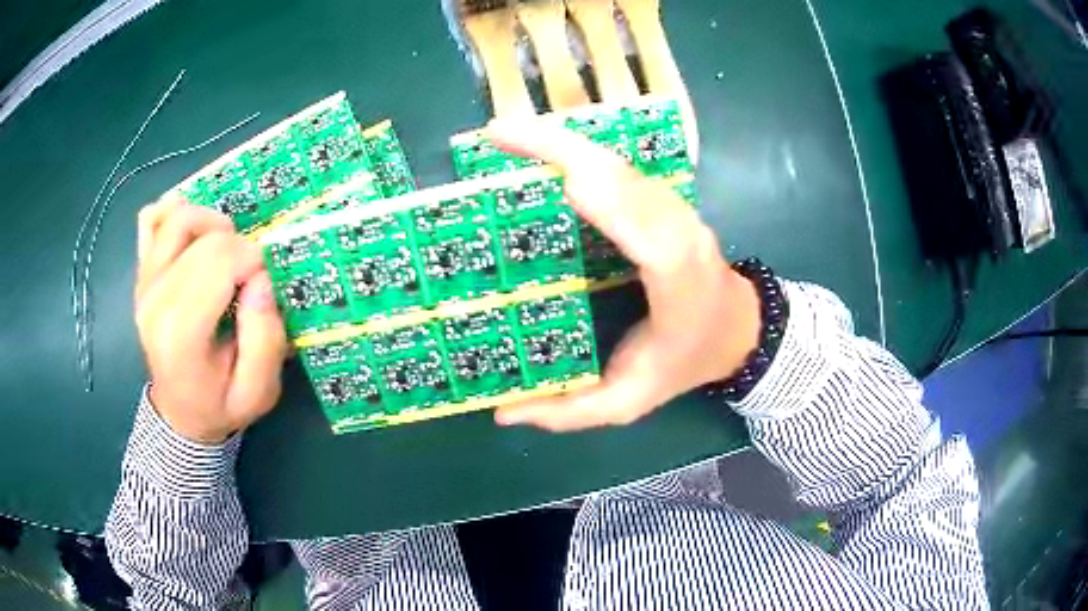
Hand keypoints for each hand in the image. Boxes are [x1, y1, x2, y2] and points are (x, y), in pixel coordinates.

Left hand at [134, 196, 287, 443]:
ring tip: (225, 251)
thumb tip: (261, 280)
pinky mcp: (142, 273)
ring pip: (177, 216)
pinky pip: (151, 219)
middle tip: (251, 277)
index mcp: (180, 334)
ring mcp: (143, 283)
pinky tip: (193, 236)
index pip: (219, 260)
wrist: (179, 413)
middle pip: (204, 236)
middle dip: (240, 245)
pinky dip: (174, 214)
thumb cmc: (220, 405)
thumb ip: (265, 340)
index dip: (254, 261)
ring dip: (211, 223)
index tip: (266, 287)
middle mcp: (154, 300)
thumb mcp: (258, 392)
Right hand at [488, 120, 761, 431]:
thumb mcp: (629, 402)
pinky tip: (541, 144)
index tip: (563, 180)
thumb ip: (570, 411)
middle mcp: (679, 233)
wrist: (735, 326)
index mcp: (677, 282)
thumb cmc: (684, 361)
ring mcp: (673, 209)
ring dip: (563, 141)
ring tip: (507, 133)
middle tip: (499, 134)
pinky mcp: (661, 200)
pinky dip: (576, 148)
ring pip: (618, 162)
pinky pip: (616, 166)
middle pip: (624, 178)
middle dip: (562, 148)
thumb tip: (502, 411)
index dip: (612, 203)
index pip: (649, 235)